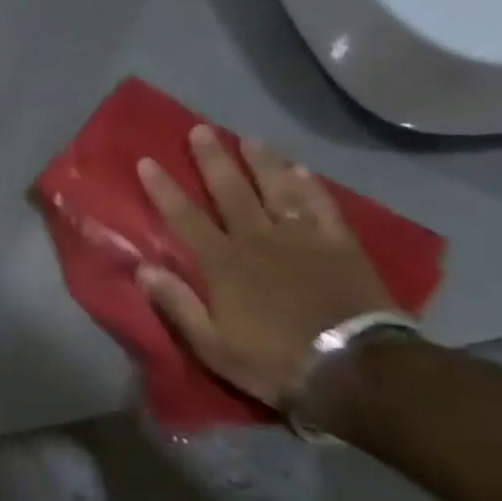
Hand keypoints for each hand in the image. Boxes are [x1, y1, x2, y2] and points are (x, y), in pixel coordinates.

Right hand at [135, 126, 394, 408]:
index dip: (164, 189)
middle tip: (200, 129)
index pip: (184, 217)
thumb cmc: (275, 360)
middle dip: (212, 159)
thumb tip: (143, 267)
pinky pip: (321, 206)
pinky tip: (300, 169)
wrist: (358, 371)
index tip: (147, 161)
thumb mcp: (212, 345)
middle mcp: (258, 240)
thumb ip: (177, 304)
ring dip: (261, 162)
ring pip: (277, 189)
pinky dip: (310, 185)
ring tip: (249, 138)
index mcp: (223, 264)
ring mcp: (302, 239)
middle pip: (231, 191)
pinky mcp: (340, 245)